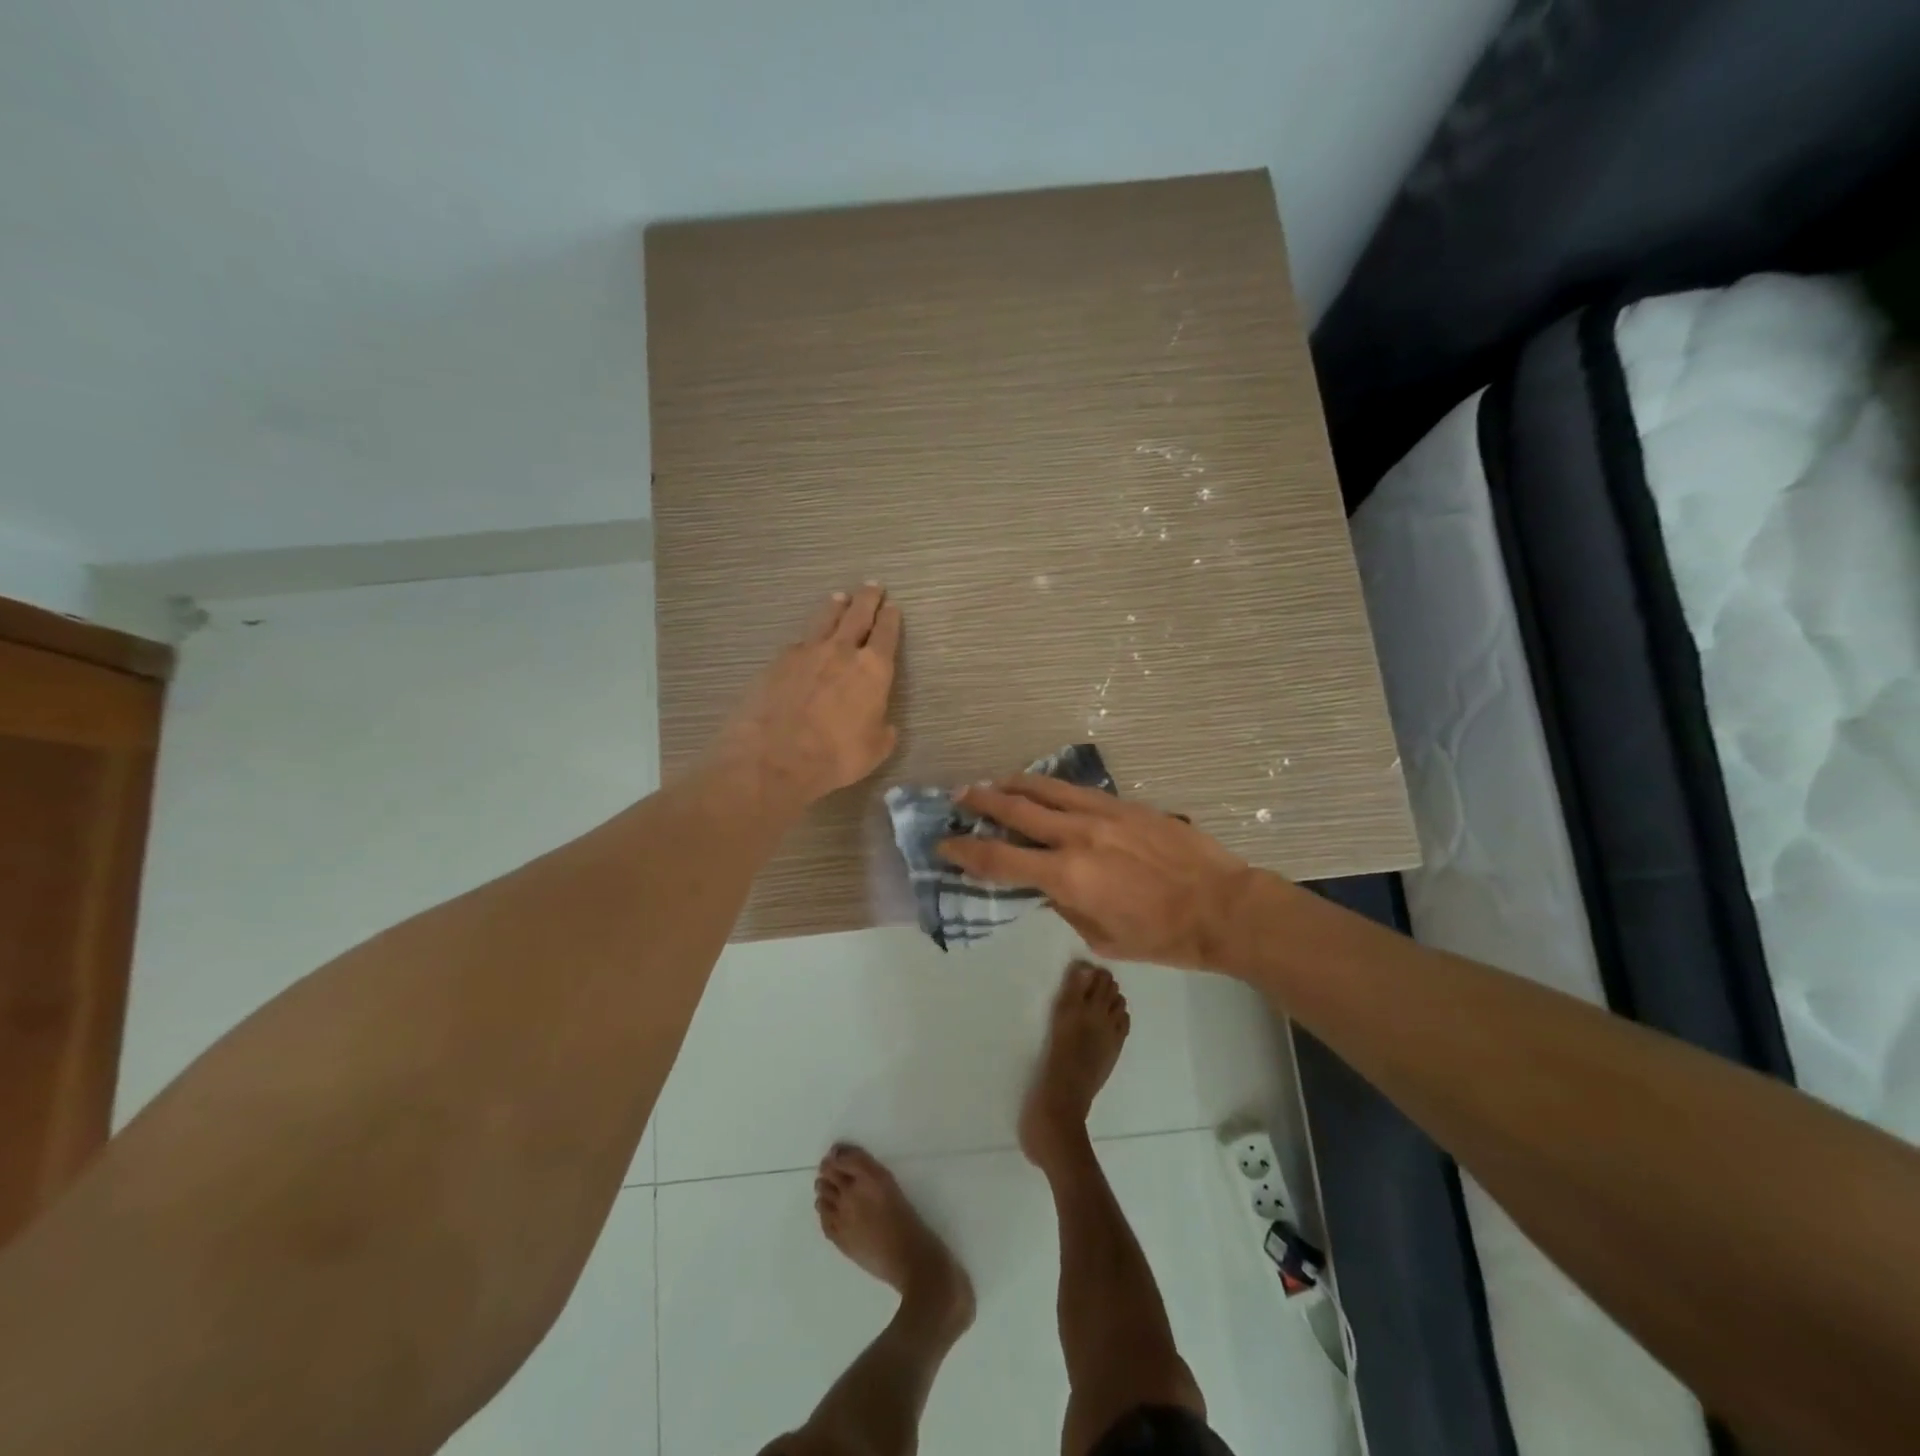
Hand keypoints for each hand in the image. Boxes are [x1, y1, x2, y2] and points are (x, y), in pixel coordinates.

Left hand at [714, 585, 902, 808]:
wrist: (774, 757)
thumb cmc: (835, 757)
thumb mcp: (874, 750)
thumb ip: (882, 730)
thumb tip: (882, 723)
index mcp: (873, 670)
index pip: (886, 634)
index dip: (891, 619)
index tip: (893, 607)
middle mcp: (841, 651)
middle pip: (857, 615)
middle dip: (867, 599)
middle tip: (872, 586)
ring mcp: (806, 652)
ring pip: (825, 620)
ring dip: (836, 607)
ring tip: (839, 598)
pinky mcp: (778, 661)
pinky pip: (799, 642)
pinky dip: (808, 638)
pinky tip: (805, 642)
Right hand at [939, 776, 1252, 968]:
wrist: (1222, 906)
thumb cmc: (1161, 937)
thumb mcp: (1102, 939)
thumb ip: (1066, 908)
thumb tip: (1046, 888)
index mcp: (1067, 877)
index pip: (1000, 861)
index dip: (965, 853)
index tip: (945, 846)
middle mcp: (1077, 836)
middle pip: (1015, 810)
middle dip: (980, 803)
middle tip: (959, 798)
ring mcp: (1102, 814)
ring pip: (1045, 789)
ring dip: (1012, 785)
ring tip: (993, 783)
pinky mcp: (1125, 805)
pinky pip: (1077, 791)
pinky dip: (1051, 788)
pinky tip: (1044, 789)